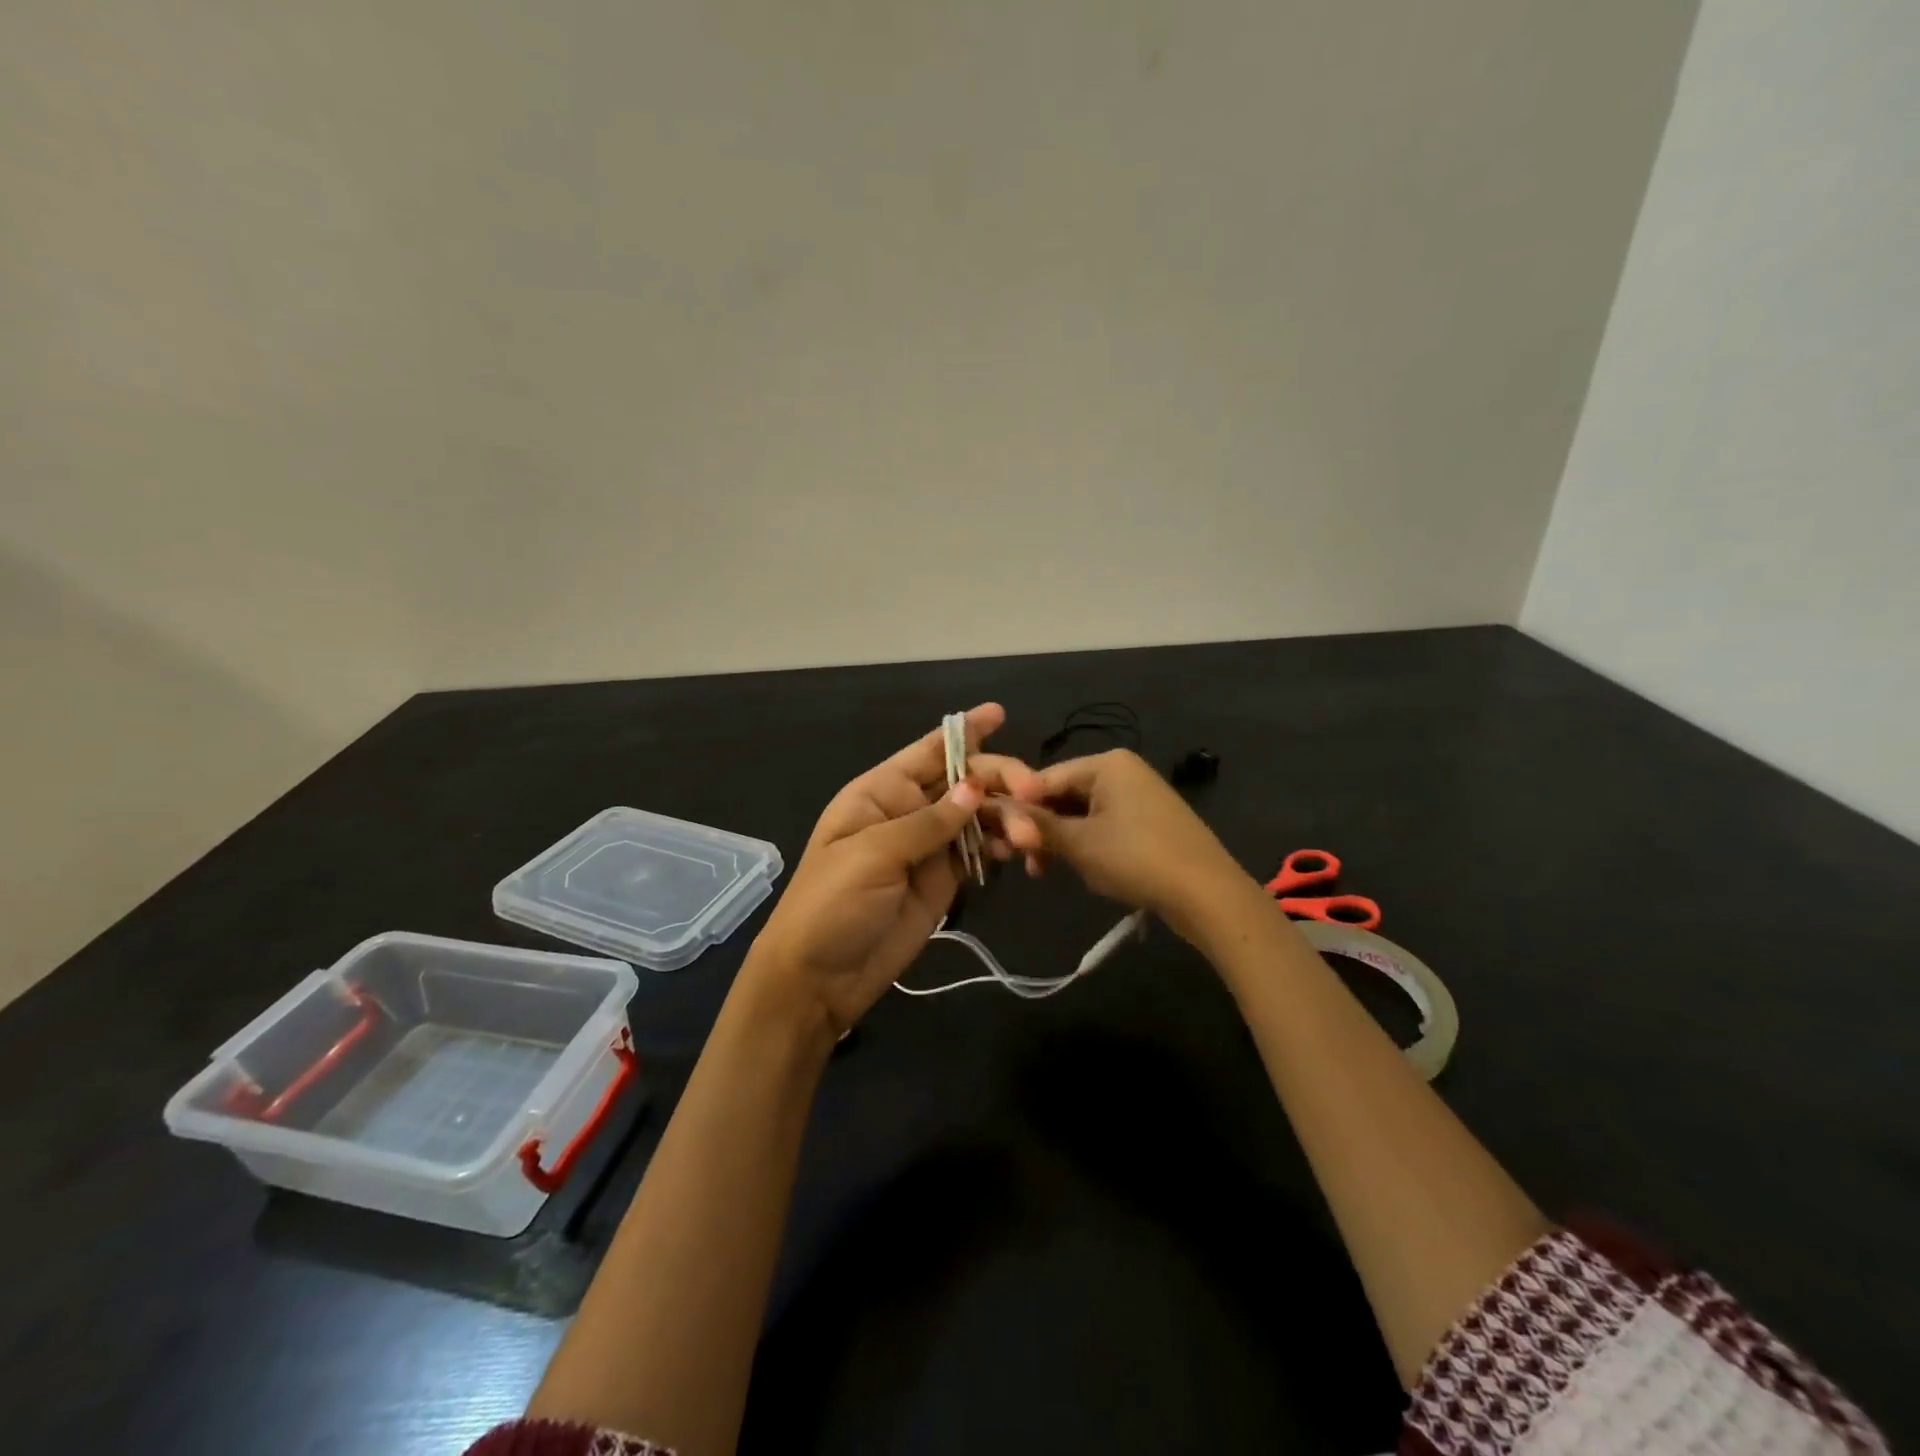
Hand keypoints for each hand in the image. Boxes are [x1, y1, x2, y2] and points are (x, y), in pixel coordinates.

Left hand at [742, 703, 1038, 1038]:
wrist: (819, 978)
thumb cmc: (831, 904)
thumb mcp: (873, 855)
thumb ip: (928, 823)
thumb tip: (974, 789)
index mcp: (881, 792)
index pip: (928, 750)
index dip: (963, 731)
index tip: (999, 713)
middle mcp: (908, 810)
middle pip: (963, 781)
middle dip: (999, 779)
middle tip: (1033, 792)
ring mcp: (928, 846)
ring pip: (978, 816)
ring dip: (1008, 817)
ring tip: (1030, 835)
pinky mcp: (944, 879)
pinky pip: (980, 851)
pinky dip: (1002, 846)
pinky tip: (1019, 851)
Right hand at [999, 749, 1249, 939]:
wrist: (1207, 895)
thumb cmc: (1136, 859)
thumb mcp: (1079, 843)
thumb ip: (1037, 825)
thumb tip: (997, 810)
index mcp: (1106, 763)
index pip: (1044, 778)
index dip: (1018, 808)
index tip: (998, 837)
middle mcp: (1123, 771)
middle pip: (1064, 795)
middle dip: (1041, 828)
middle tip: (1023, 862)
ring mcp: (1139, 796)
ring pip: (1082, 814)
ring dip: (1061, 840)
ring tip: (1045, 871)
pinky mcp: (1150, 822)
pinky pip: (1104, 826)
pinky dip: (1086, 845)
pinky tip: (1079, 869)